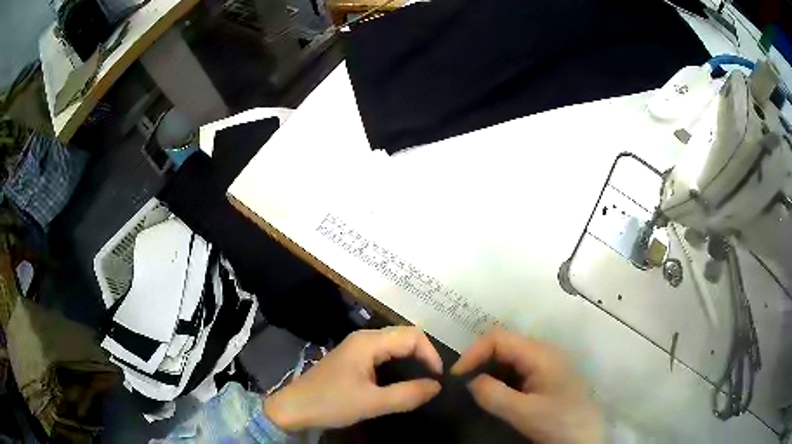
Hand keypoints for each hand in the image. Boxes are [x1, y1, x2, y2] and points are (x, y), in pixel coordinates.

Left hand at [263, 326, 442, 431]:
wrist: (294, 408)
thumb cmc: (331, 403)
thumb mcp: (372, 403)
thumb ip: (407, 394)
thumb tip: (437, 386)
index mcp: (369, 342)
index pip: (412, 336)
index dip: (430, 354)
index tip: (437, 379)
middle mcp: (365, 338)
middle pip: (405, 336)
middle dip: (423, 355)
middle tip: (433, 381)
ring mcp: (357, 348)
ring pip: (395, 345)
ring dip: (412, 360)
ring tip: (422, 381)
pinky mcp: (354, 359)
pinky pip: (384, 355)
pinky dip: (399, 364)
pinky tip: (402, 381)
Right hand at [452, 329, 602, 443]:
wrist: (586, 437)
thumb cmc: (559, 423)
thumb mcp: (524, 412)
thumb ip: (493, 394)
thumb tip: (470, 380)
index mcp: (541, 354)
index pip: (499, 338)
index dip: (474, 353)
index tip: (457, 377)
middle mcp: (544, 352)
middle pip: (505, 344)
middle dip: (480, 360)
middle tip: (464, 385)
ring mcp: (547, 364)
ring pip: (510, 357)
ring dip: (490, 370)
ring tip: (477, 391)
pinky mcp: (547, 376)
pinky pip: (518, 369)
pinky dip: (501, 378)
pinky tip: (497, 394)